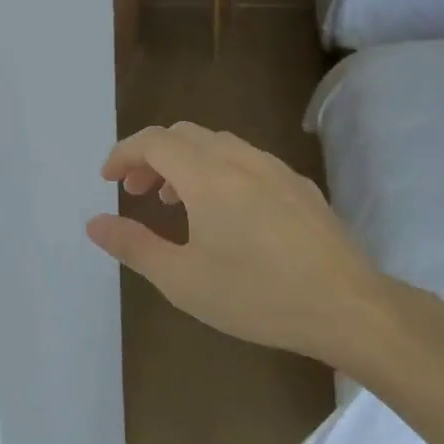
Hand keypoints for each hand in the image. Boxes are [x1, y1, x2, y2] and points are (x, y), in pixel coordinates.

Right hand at [84, 122, 409, 366]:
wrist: (349, 308)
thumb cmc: (257, 295)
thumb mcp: (182, 279)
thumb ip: (133, 246)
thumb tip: (94, 223)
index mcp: (207, 176)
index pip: (153, 141)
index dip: (124, 154)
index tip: (108, 180)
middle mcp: (240, 159)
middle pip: (184, 135)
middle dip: (153, 156)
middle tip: (138, 192)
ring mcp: (275, 169)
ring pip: (218, 145)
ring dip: (187, 163)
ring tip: (177, 203)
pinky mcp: (300, 186)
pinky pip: (247, 161)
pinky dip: (219, 171)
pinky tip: (227, 214)